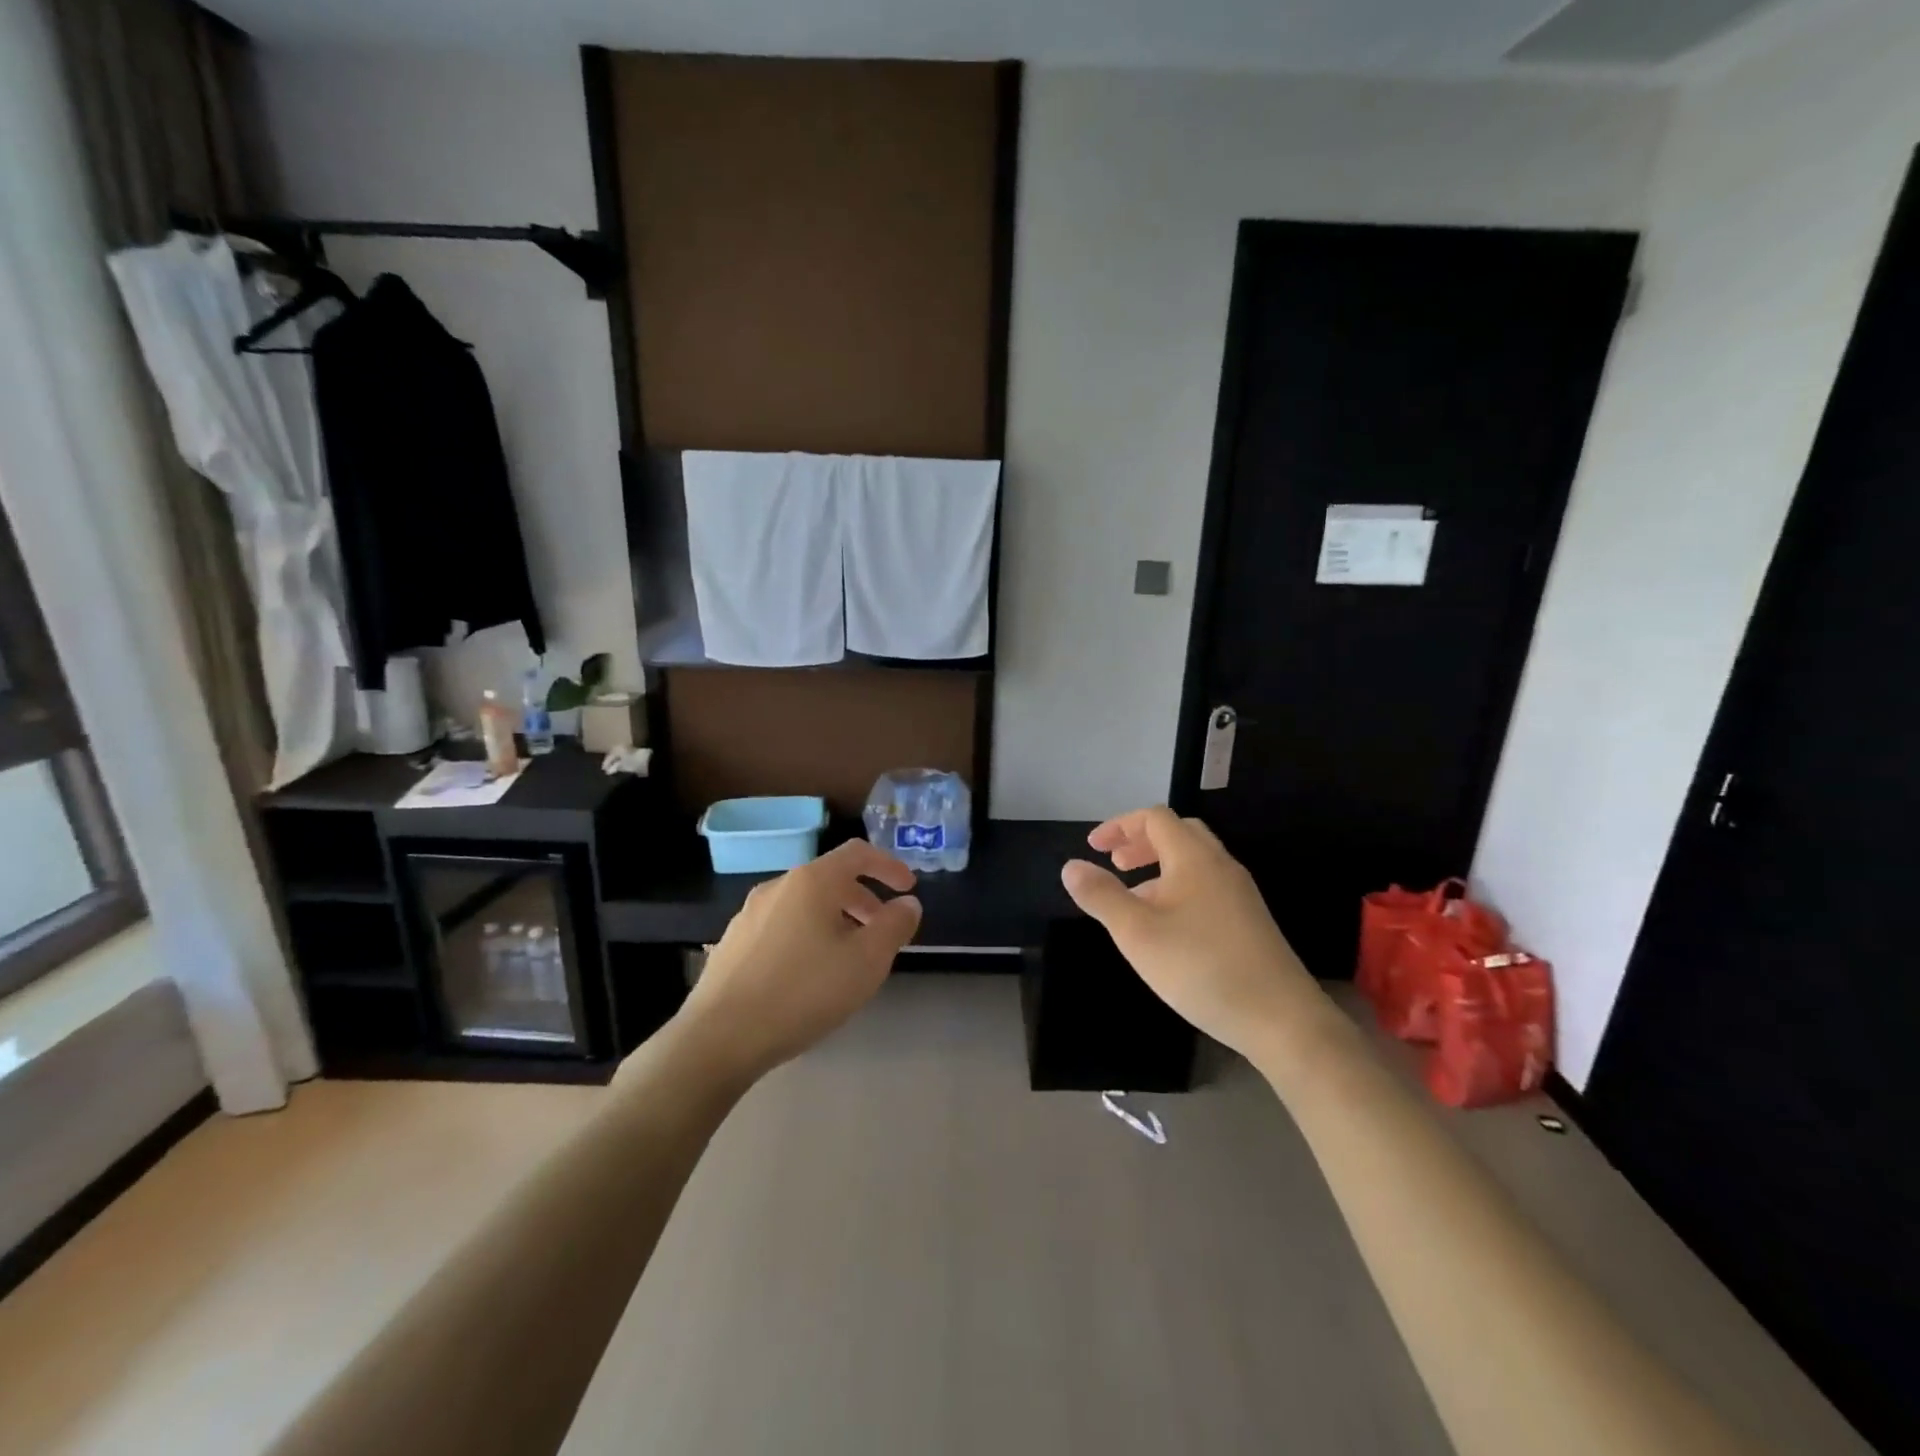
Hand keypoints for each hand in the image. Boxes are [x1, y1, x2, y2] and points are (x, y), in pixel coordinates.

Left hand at [674, 839, 921, 1080]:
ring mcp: (750, 914)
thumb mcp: (866, 961)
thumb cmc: (803, 992)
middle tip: (882, 931)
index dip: (888, 865)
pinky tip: (809, 975)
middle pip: (830, 879)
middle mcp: (778, 886)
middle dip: (863, 899)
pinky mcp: (733, 943)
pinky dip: (808, 935)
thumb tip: (907, 903)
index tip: (908, 887)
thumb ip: (895, 926)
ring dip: (836, 919)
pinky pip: (782, 926)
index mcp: (812, 881)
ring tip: (849, 957)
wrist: (719, 1037)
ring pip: (805, 904)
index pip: (858, 853)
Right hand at [1061, 807, 1321, 1058]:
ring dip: (1158, 867)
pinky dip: (1177, 888)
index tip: (1094, 848)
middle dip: (1141, 842)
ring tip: (1134, 898)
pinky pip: (1206, 886)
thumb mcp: (1137, 933)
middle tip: (1116, 865)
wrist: (1281, 1018)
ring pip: (1193, 862)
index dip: (1120, 826)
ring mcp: (1240, 893)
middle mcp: (1220, 865)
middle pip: (1178, 833)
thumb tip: (1071, 866)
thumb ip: (1101, 896)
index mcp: (1194, 857)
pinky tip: (1167, 928)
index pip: (1154, 818)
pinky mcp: (1249, 920)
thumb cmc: (1201, 967)